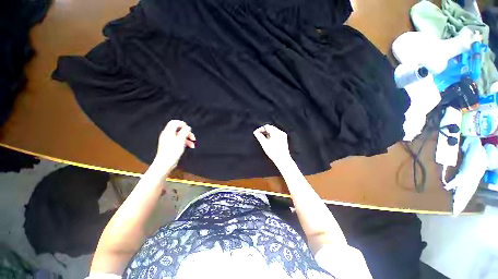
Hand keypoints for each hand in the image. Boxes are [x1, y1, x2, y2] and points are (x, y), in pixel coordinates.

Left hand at [152, 120, 195, 171]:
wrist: (165, 164)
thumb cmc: (172, 153)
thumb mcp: (181, 141)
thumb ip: (184, 133)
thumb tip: (188, 127)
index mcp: (168, 132)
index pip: (174, 122)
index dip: (182, 124)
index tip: (189, 129)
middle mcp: (167, 135)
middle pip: (179, 129)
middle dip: (187, 133)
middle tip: (193, 138)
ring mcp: (168, 140)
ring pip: (180, 135)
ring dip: (187, 138)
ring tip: (193, 144)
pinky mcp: (170, 145)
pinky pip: (178, 140)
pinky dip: (184, 142)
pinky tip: (190, 146)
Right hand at [253, 124, 291, 164]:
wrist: (282, 160)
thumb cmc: (274, 153)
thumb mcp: (264, 144)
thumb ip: (259, 136)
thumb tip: (256, 132)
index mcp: (276, 132)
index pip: (267, 126)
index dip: (260, 129)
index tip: (256, 132)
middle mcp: (280, 133)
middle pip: (270, 128)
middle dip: (264, 131)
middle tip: (258, 135)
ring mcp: (283, 136)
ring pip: (273, 131)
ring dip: (267, 133)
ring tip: (262, 138)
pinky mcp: (283, 139)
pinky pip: (276, 134)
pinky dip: (271, 135)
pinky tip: (268, 140)